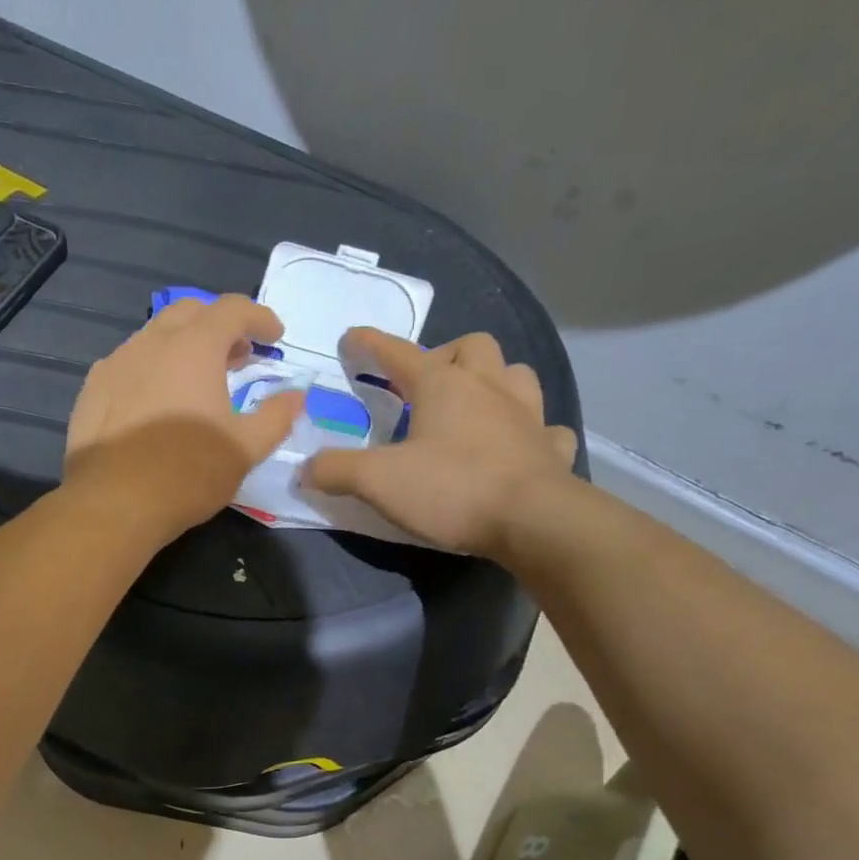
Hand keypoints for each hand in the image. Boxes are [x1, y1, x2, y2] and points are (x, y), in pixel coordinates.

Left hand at [64, 295, 305, 538]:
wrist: (113, 503)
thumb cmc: (187, 473)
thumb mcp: (245, 449)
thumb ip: (276, 417)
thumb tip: (296, 396)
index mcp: (193, 347)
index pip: (232, 309)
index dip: (259, 316)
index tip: (274, 336)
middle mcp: (151, 343)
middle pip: (190, 312)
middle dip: (219, 324)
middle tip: (237, 356)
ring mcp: (115, 364)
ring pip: (154, 337)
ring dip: (183, 346)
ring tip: (197, 380)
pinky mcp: (91, 391)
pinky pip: (127, 364)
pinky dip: (152, 369)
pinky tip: (156, 401)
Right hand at [301, 328, 578, 559]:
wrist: (534, 521)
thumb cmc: (452, 489)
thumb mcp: (377, 481)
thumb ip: (336, 470)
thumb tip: (307, 469)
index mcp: (443, 385)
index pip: (399, 353)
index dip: (371, 344)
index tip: (352, 338)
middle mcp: (489, 387)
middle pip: (471, 346)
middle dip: (446, 355)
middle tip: (425, 385)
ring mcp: (528, 415)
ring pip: (516, 375)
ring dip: (493, 381)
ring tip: (474, 406)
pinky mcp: (552, 449)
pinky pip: (546, 428)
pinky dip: (530, 432)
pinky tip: (518, 447)